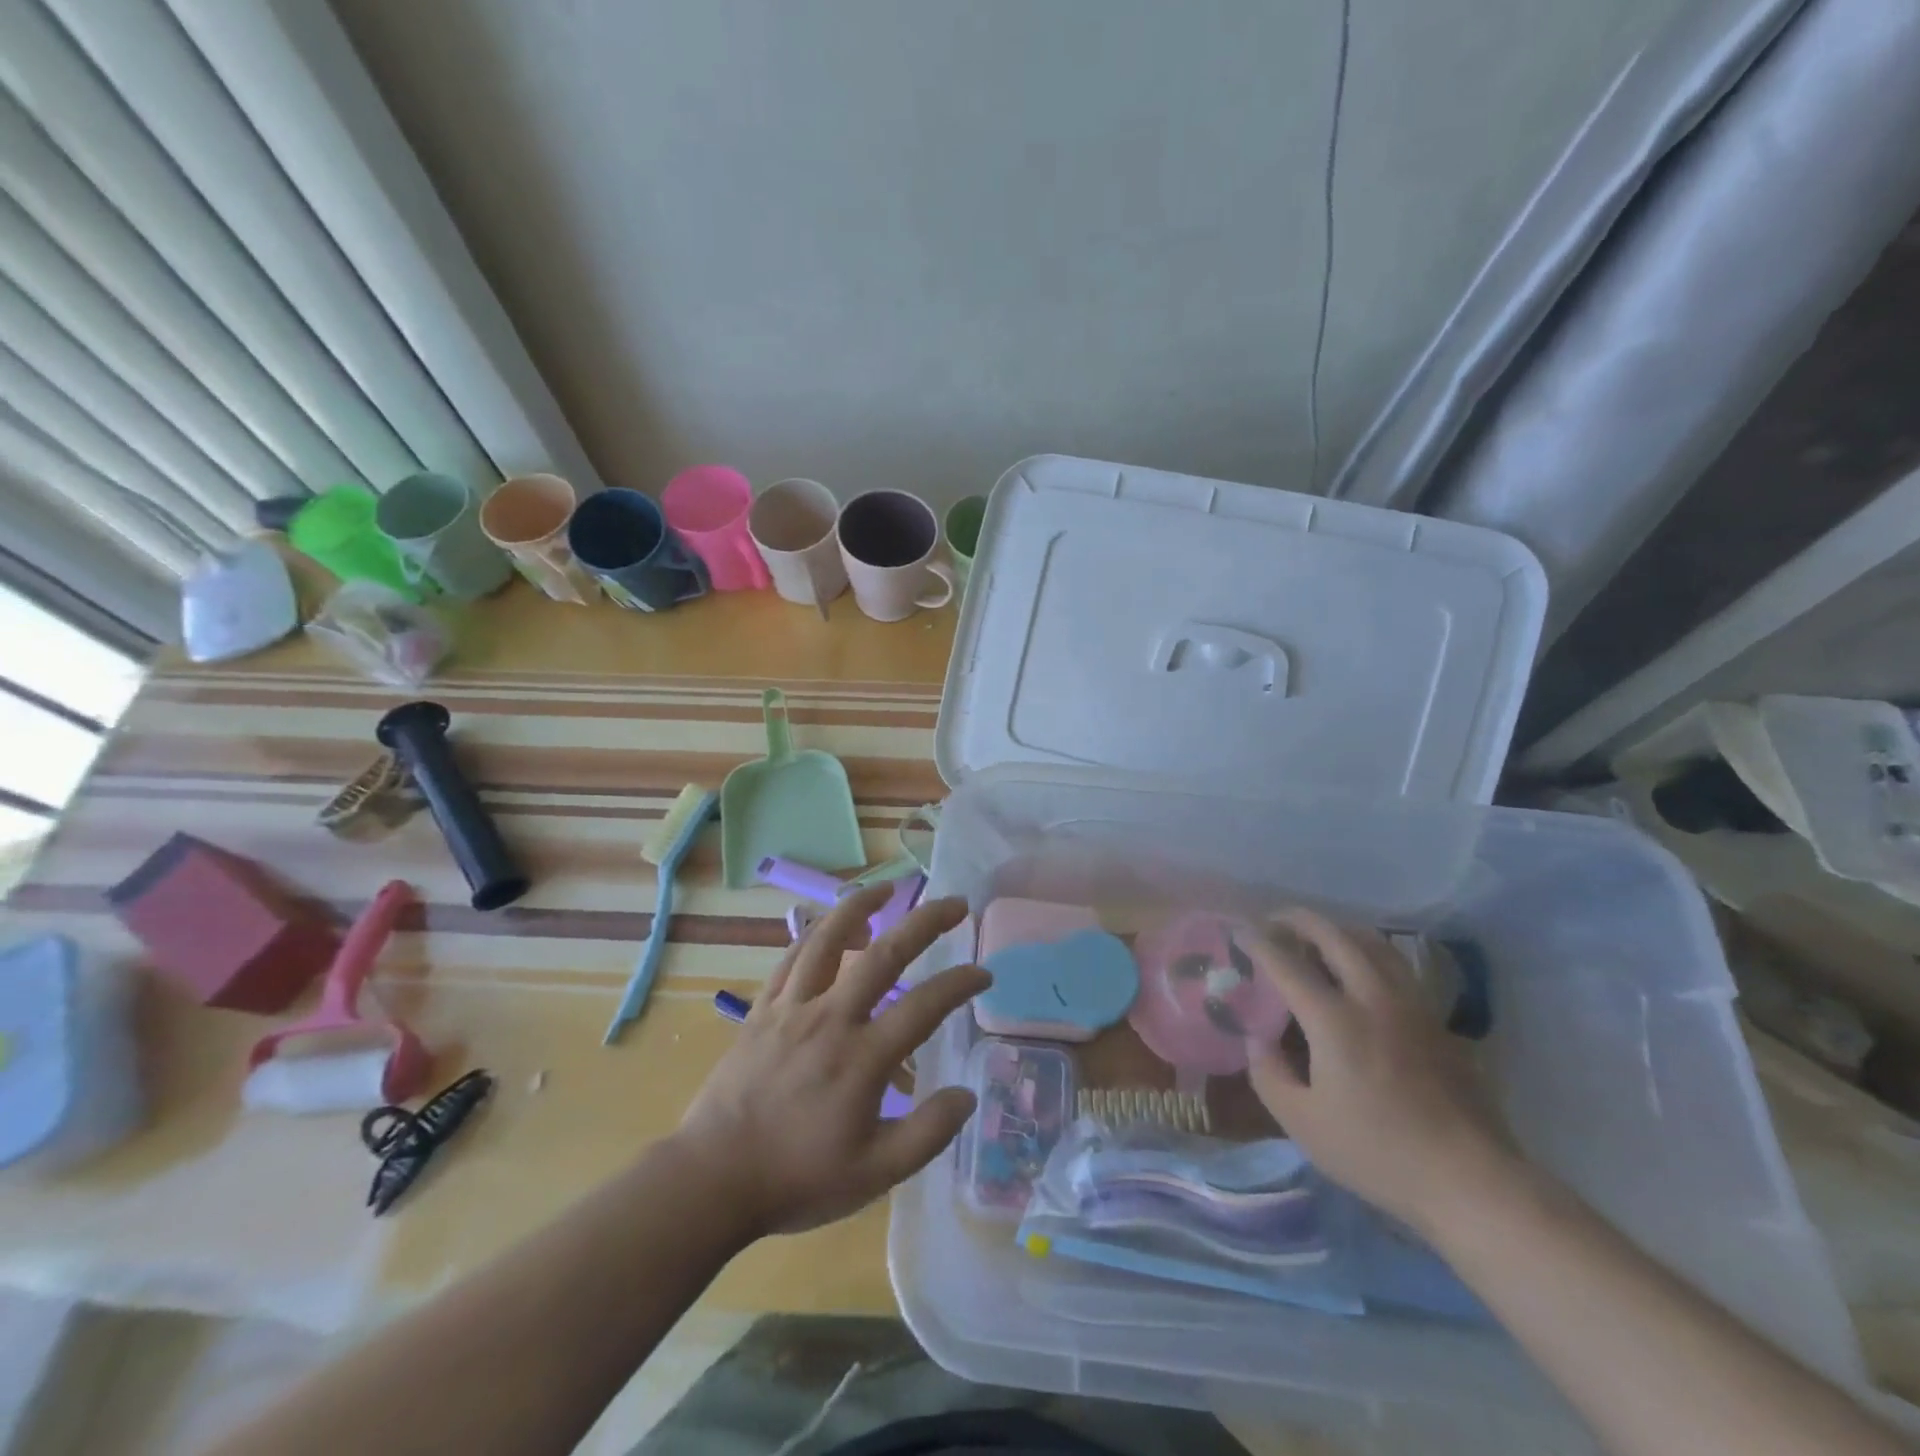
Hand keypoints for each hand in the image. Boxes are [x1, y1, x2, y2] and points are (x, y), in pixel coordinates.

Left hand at [674, 883, 989, 1238]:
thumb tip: (967, 1094)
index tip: (984, 974)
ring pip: (829, 940)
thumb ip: (927, 1133)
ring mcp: (793, 1009)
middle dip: (926, 922)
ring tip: (885, 888)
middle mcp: (831, 1018)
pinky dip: (814, 935)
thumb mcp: (875, 1174)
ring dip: (861, 906)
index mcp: (863, 1058)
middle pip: (885, 954)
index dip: (960, 984)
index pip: (925, 1006)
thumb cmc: (798, 1178)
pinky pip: (791, 959)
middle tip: (955, 903)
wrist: (713, 1179)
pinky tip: (827, 927)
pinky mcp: (762, 1010)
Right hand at [1240, 910, 1522, 1237]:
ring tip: (1316, 937)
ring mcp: (1411, 1005)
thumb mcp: (1302, 1123)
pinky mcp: (1436, 1019)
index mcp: (1334, 1020)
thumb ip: (1269, 1073)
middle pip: (1333, 936)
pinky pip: (1395, 965)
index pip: (1286, 963)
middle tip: (1275, 921)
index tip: (1239, 933)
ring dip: (1337, 930)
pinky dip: (1368, 951)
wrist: (1470, 1180)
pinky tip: (1360, 969)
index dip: (1258, 943)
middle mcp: (1372, 998)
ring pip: (1372, 942)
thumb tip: (1259, 1039)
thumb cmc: (1377, 1153)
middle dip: (1298, 920)